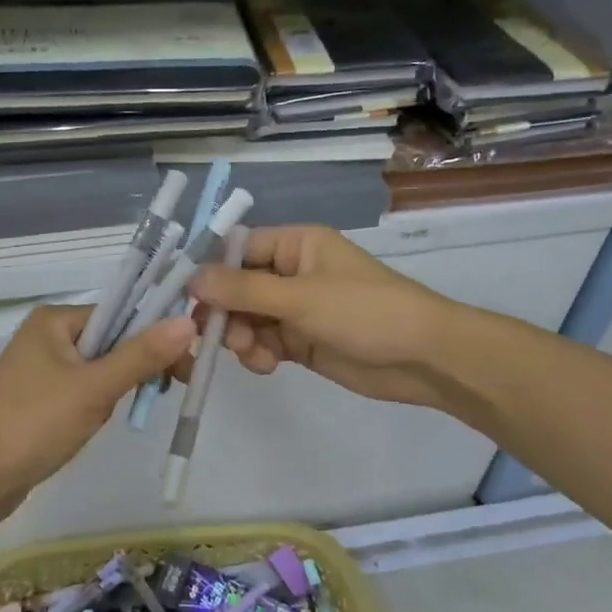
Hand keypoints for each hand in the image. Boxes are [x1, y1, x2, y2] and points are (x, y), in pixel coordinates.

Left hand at [0, 303, 195, 528]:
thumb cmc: (35, 423)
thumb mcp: (94, 388)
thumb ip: (141, 355)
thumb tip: (188, 320)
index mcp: (54, 320)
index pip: (119, 313)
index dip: (154, 335)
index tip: (185, 364)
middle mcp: (46, 336)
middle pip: (111, 341)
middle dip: (132, 369)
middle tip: (161, 393)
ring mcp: (39, 370)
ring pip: (98, 370)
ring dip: (113, 392)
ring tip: (108, 417)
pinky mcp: (38, 400)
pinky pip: (81, 392)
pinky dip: (95, 406)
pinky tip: (91, 427)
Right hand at [187, 226, 460, 411]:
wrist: (423, 358)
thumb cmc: (365, 312)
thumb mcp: (301, 297)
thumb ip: (243, 290)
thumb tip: (191, 279)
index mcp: (296, 245)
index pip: (238, 249)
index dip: (212, 272)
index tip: (188, 299)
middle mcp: (291, 272)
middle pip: (237, 288)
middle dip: (226, 313)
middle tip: (220, 336)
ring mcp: (296, 308)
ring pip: (246, 319)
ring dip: (241, 337)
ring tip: (255, 355)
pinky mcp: (300, 341)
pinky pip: (263, 342)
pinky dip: (258, 354)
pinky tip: (268, 365)